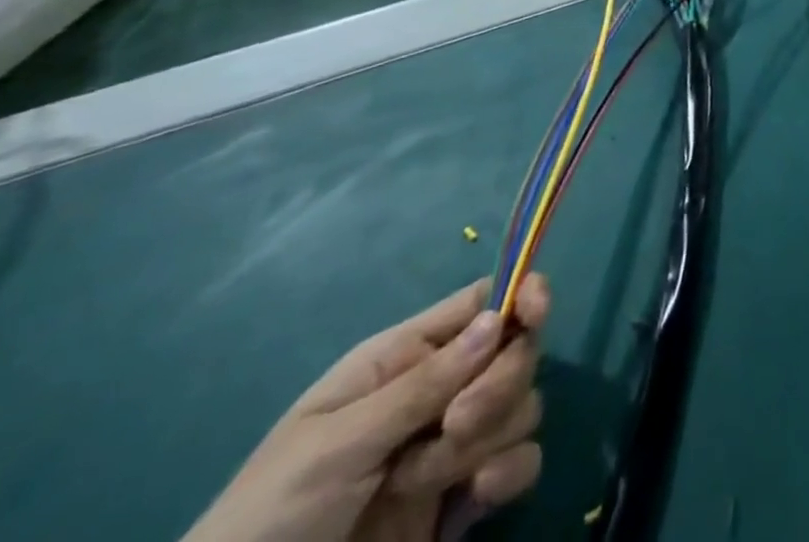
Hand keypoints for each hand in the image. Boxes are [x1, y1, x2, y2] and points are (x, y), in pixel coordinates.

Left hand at [184, 275, 549, 541]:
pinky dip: (510, 473)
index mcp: (406, 357)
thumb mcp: (338, 443)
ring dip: (487, 439)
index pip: (483, 302)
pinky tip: (476, 498)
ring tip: (427, 483)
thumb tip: (499, 318)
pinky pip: (521, 462)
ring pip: (522, 405)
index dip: (520, 295)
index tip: (536, 313)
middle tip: (453, 426)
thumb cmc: (272, 513)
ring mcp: (455, 445)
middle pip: (514, 351)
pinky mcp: (466, 498)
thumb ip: (422, 384)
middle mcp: (441, 390)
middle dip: (497, 384)